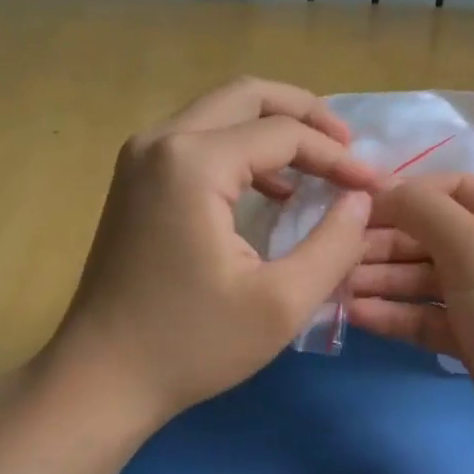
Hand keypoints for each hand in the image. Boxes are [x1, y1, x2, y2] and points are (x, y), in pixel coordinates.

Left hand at [42, 78, 378, 435]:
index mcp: (193, 163)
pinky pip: (199, 139)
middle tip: (348, 148)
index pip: (283, 133)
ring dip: (273, 129)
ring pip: (221, 111)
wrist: (101, 377)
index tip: (373, 186)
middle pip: (247, 95)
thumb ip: (335, 244)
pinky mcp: (135, 178)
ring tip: (320, 166)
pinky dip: (242, 149)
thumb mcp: (282, 303)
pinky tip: (273, 189)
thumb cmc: (192, 345)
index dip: (337, 156)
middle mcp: (161, 141)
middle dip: (306, 114)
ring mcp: (140, 157)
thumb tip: (361, 199)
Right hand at [348, 176, 473, 473]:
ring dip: (385, 280)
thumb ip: (426, 212)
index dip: (404, 194)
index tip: (350, 207)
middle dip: (388, 243)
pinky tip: (357, 315)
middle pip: (440, 235)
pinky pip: (433, 316)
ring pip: (431, 278)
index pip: (457, 189)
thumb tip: (382, 188)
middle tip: (336, 253)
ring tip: (335, 284)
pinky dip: (399, 314)